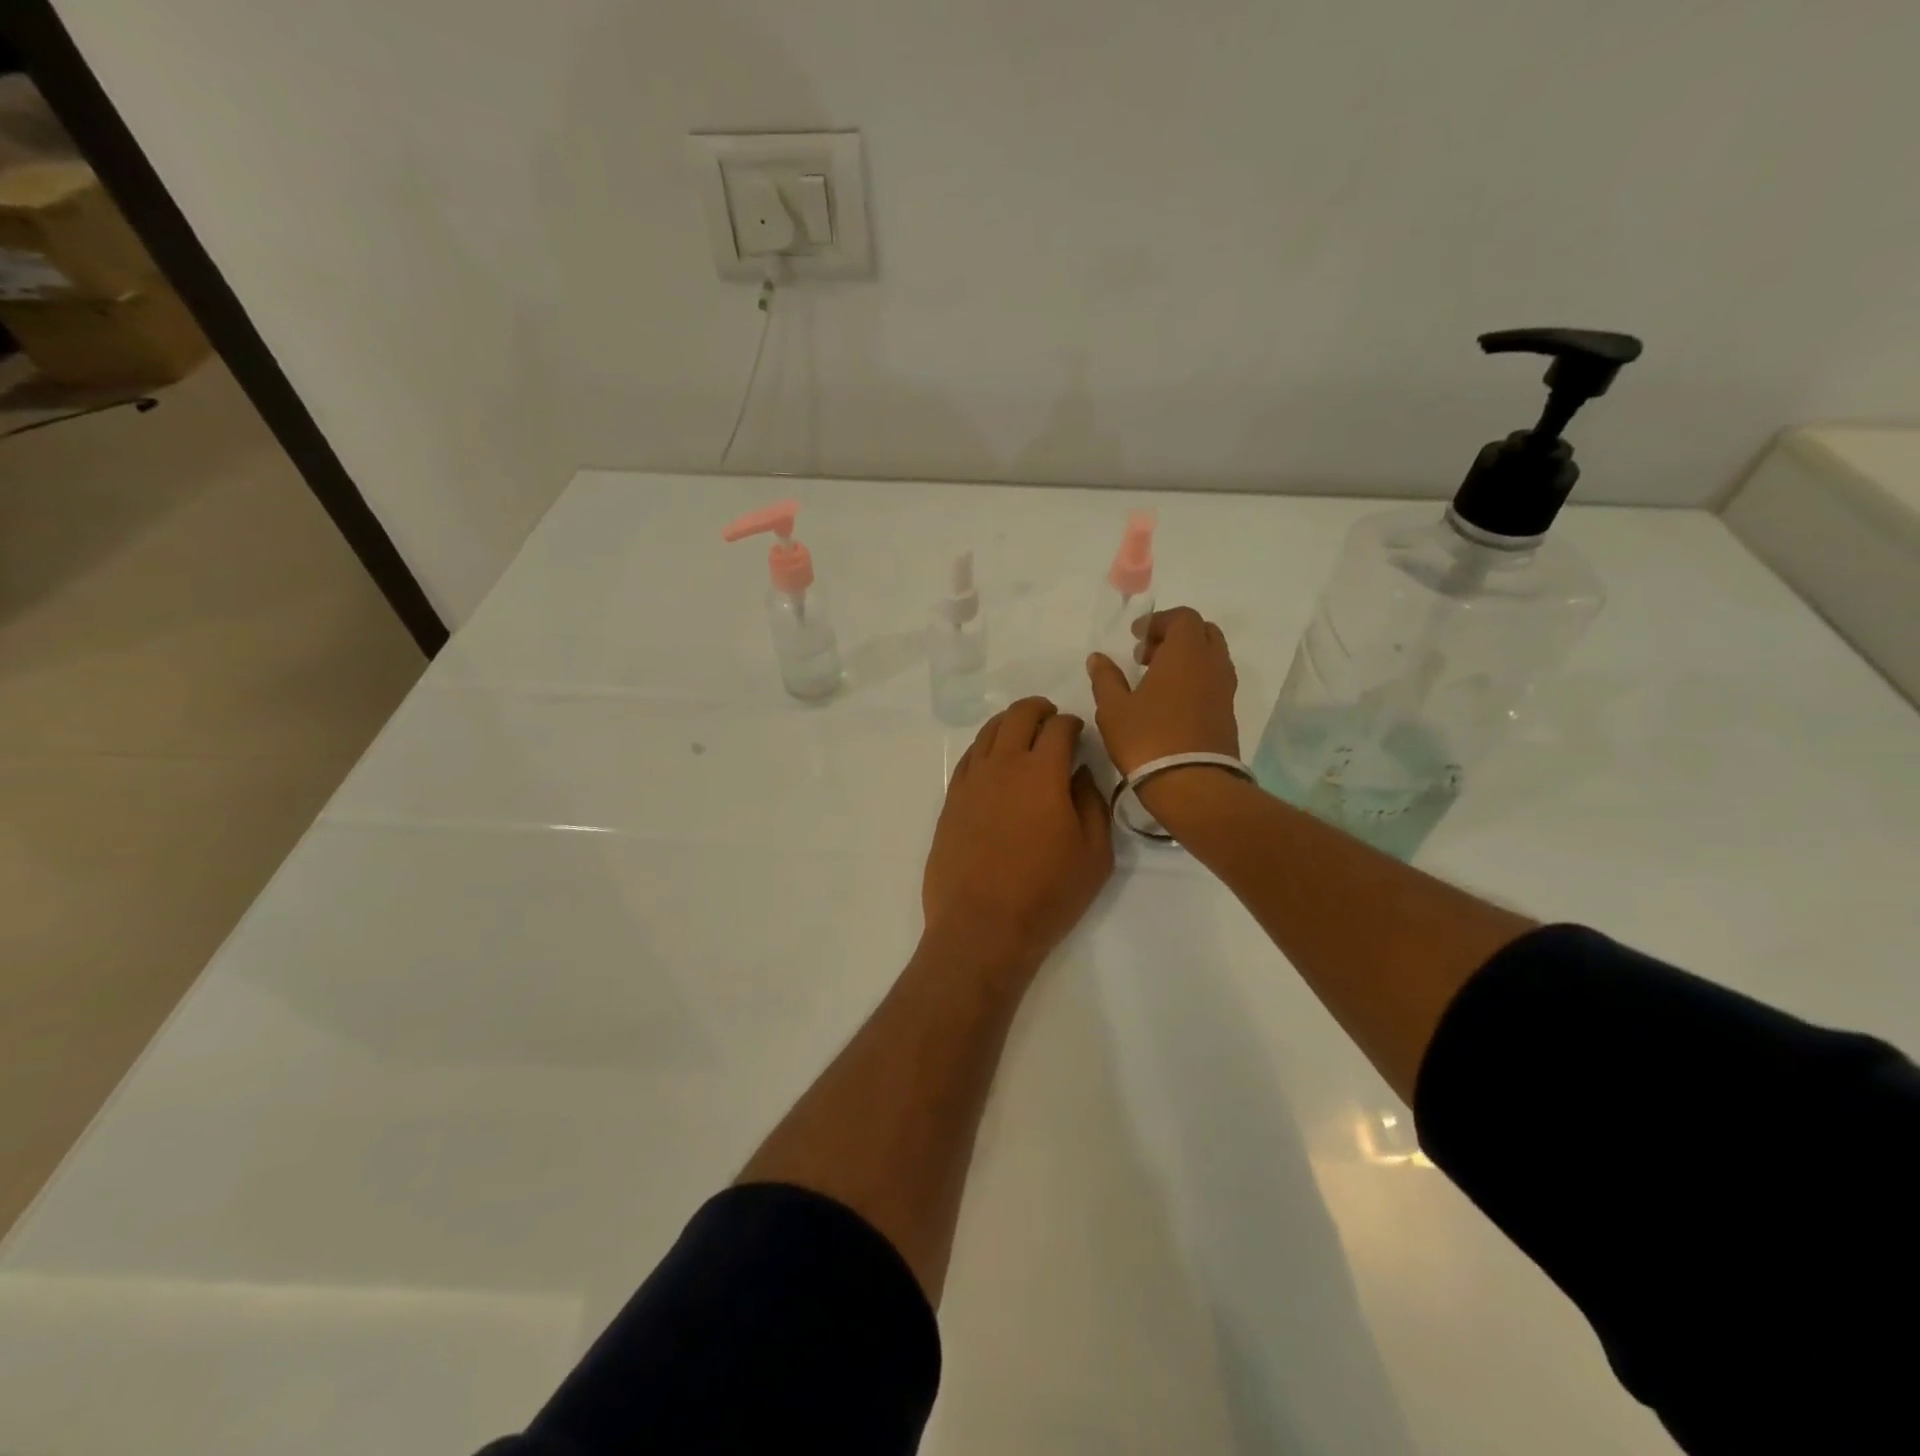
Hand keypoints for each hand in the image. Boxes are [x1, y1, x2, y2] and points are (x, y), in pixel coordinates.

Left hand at [923, 697, 1113, 977]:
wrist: (981, 927)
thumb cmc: (1047, 895)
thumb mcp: (1094, 854)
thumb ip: (1093, 804)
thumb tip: (1081, 773)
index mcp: (1043, 773)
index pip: (1059, 728)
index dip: (1072, 723)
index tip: (1079, 732)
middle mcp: (1003, 766)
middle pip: (1018, 716)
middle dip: (1039, 710)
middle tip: (1051, 718)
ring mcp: (971, 781)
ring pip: (989, 732)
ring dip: (1009, 723)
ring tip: (1022, 732)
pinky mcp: (951, 800)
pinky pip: (969, 758)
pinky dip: (985, 747)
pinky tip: (994, 759)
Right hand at [1086, 607, 1240, 775]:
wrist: (1192, 784)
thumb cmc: (1148, 738)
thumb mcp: (1113, 708)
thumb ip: (1106, 678)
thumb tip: (1098, 658)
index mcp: (1186, 653)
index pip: (1183, 617)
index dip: (1158, 621)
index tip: (1136, 637)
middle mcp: (1212, 663)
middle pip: (1203, 632)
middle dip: (1175, 636)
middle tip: (1147, 656)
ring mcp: (1225, 689)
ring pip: (1211, 656)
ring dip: (1187, 658)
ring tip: (1157, 680)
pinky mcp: (1229, 712)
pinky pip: (1215, 680)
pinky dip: (1195, 678)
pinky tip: (1171, 702)